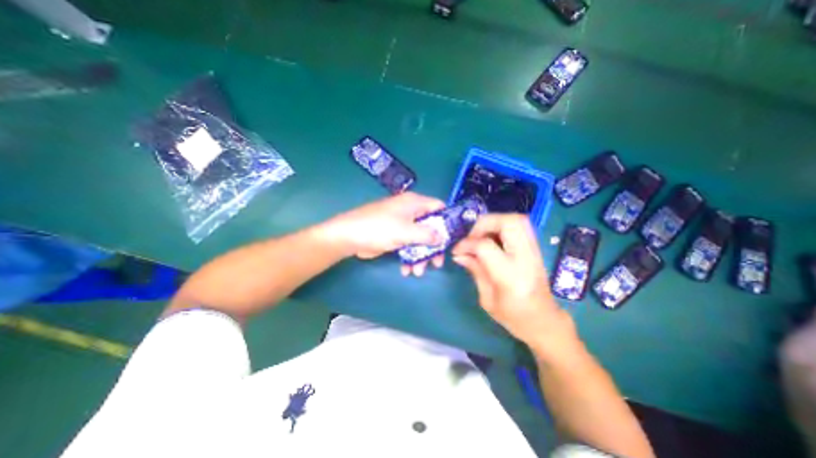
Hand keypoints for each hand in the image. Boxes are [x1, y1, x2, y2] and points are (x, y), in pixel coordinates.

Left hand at [324, 192, 444, 274]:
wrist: (349, 236)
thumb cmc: (379, 228)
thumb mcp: (406, 231)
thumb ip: (428, 234)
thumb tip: (442, 237)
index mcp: (414, 203)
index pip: (438, 207)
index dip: (447, 221)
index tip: (451, 239)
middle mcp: (410, 212)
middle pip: (430, 227)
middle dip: (433, 246)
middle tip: (437, 262)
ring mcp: (401, 224)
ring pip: (419, 240)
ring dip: (421, 256)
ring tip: (418, 272)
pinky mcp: (394, 236)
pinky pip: (407, 246)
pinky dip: (409, 257)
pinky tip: (406, 270)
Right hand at [452, 216, 571, 350]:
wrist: (545, 322)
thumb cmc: (514, 317)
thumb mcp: (487, 299)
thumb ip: (475, 270)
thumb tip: (459, 254)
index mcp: (510, 276)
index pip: (486, 246)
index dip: (467, 244)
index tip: (457, 251)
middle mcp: (525, 258)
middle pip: (508, 222)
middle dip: (484, 223)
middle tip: (472, 236)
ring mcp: (534, 251)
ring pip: (516, 219)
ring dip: (494, 222)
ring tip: (481, 236)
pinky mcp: (535, 249)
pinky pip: (520, 226)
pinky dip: (502, 226)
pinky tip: (492, 239)